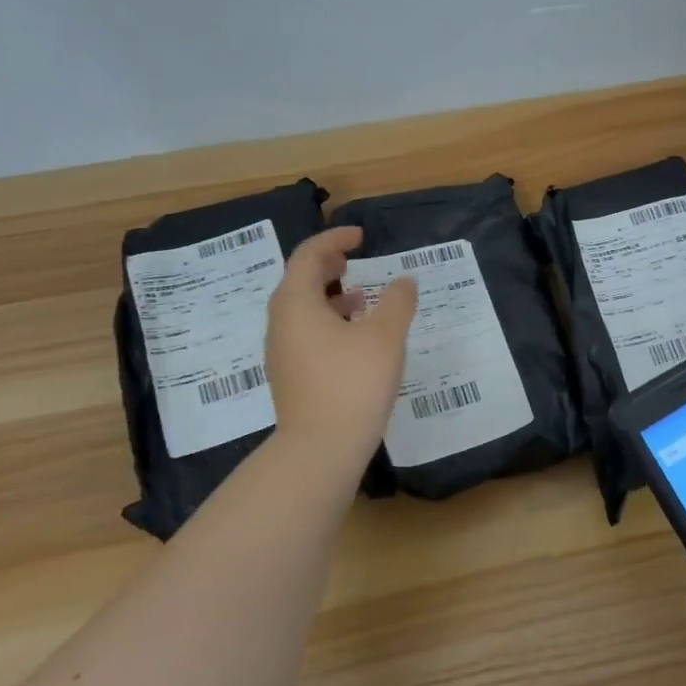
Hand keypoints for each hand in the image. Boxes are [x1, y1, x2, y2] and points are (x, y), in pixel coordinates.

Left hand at [264, 226, 417, 478]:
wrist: (320, 449)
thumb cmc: (353, 383)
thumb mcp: (385, 336)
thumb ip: (398, 301)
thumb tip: (404, 281)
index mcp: (297, 303)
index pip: (308, 256)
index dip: (334, 240)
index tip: (360, 236)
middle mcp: (281, 323)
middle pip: (299, 281)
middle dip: (327, 266)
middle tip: (354, 260)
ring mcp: (282, 352)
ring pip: (302, 309)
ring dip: (330, 296)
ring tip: (361, 298)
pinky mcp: (290, 375)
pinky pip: (306, 333)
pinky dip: (328, 321)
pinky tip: (355, 338)